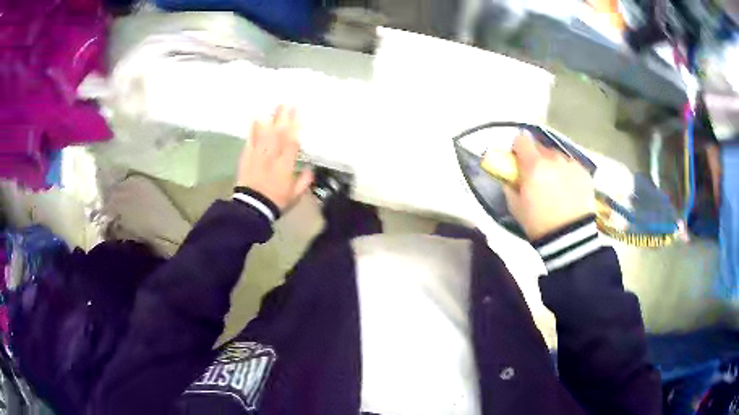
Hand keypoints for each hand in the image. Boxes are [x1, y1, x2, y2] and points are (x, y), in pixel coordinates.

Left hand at [236, 106, 313, 210]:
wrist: (251, 208)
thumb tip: (310, 169)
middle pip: (278, 134)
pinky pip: (251, 140)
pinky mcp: (246, 157)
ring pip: (265, 134)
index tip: (298, 114)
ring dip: (270, 119)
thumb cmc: (275, 201)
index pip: (291, 142)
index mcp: (285, 166)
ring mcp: (258, 156)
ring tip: (274, 107)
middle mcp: (272, 157)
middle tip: (287, 104)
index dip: (295, 127)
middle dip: (283, 118)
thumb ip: (304, 181)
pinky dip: (253, 129)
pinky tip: (256, 119)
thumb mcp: (295, 196)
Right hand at [504, 132, 594, 239]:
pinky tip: (569, 191)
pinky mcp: (584, 173)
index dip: (518, 148)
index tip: (518, 160)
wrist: (570, 237)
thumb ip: (510, 186)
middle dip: (536, 158)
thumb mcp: (516, 207)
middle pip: (540, 147)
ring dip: (553, 165)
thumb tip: (510, 178)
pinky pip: (572, 167)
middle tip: (537, 177)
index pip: (521, 140)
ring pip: (557, 157)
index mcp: (533, 165)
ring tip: (556, 186)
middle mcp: (553, 158)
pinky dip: (568, 174)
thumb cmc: (539, 224)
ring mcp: (571, 164)